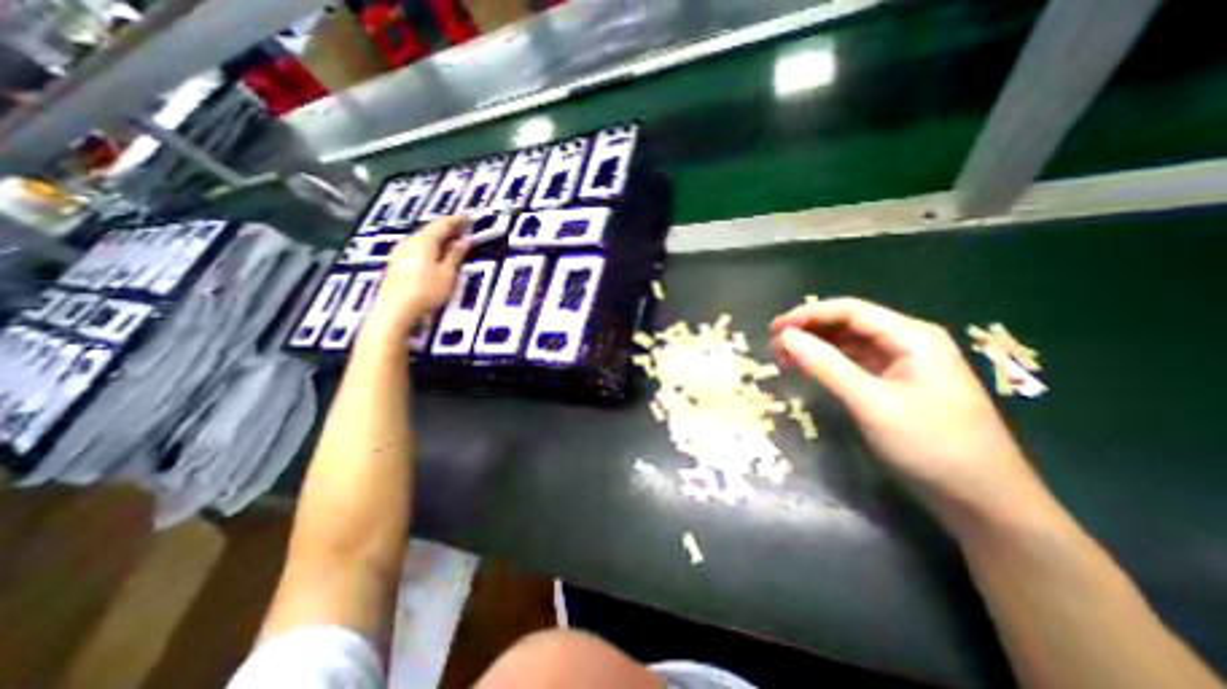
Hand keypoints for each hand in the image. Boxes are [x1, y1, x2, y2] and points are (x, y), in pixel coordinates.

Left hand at [361, 214, 466, 342]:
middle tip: (463, 228)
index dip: (457, 220)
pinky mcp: (398, 264)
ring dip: (439, 238)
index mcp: (424, 241)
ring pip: (423, 239)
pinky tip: (436, 253)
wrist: (395, 310)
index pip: (442, 225)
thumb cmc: (426, 291)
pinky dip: (430, 247)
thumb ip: (455, 255)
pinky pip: (418, 248)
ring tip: (452, 240)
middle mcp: (410, 242)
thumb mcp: (447, 274)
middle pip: (430, 230)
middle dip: (447, 228)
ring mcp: (401, 253)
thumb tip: (464, 240)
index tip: (469, 216)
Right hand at [764, 298, 1042, 535]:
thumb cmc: (930, 445)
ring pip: (849, 344)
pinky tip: (809, 369)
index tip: (775, 328)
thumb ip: (826, 366)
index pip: (850, 311)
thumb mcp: (871, 403)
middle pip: (849, 324)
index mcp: (911, 336)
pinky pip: (854, 364)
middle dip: (809, 330)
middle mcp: (907, 342)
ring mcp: (902, 364)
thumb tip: (785, 337)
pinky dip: (828, 364)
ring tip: (784, 357)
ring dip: (816, 347)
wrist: (982, 500)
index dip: (808, 315)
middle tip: (774, 345)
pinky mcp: (895, 384)